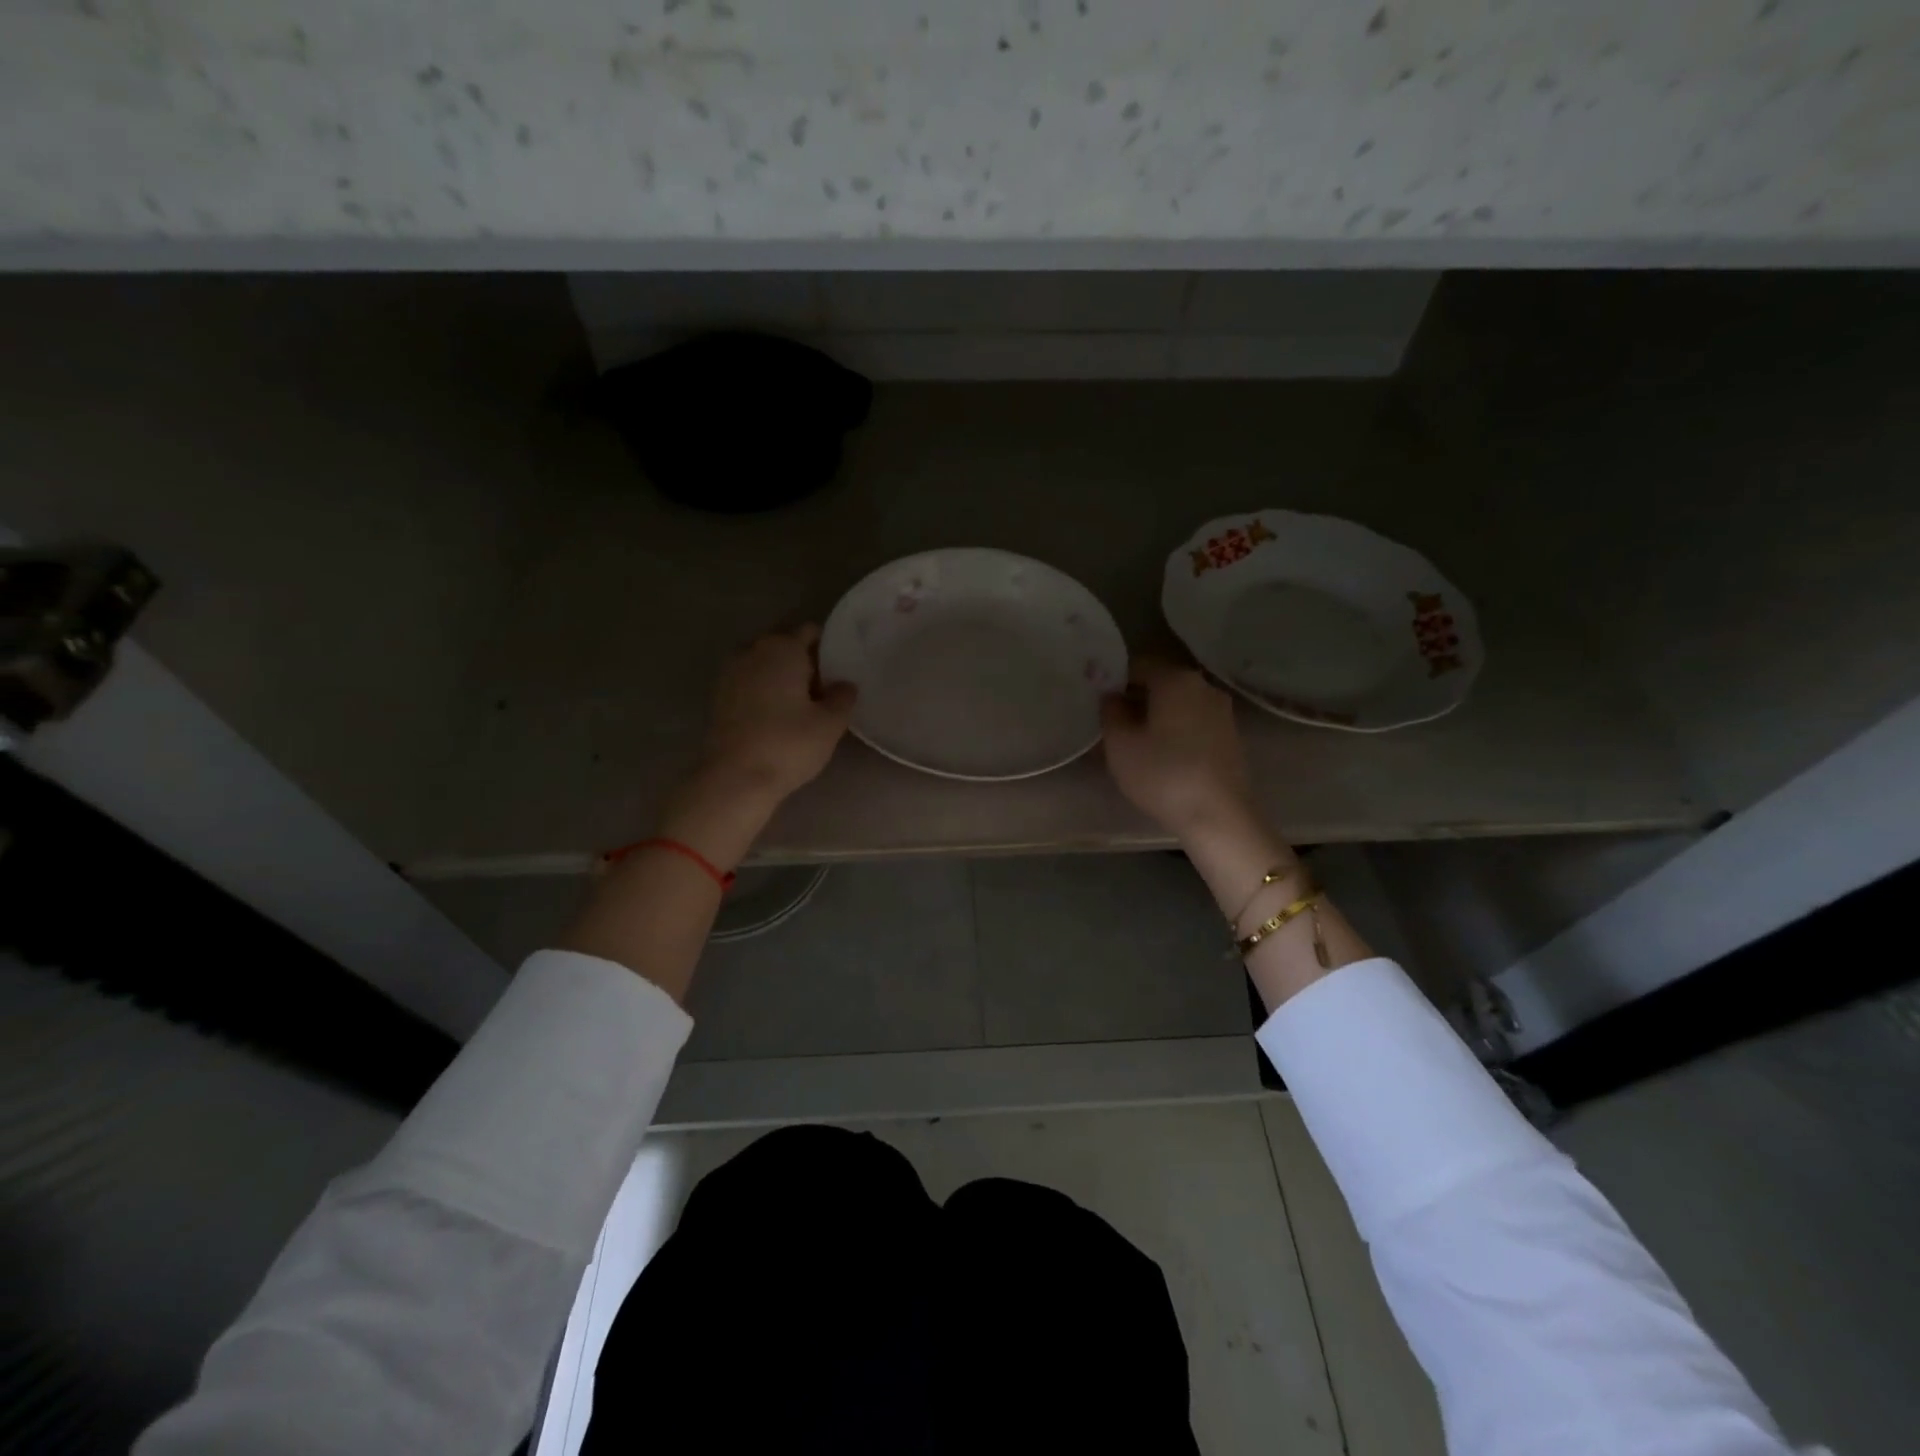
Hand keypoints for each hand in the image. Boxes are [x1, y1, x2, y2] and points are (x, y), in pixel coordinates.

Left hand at [697, 624, 857, 810]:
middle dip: (804, 662)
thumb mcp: (830, 723)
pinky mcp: (718, 698)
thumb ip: (842, 697)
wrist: (735, 779)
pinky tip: (777, 717)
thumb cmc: (788, 744)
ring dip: (781, 678)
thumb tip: (845, 684)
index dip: (827, 647)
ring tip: (802, 706)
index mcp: (782, 648)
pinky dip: (763, 692)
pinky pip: (749, 684)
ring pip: (764, 665)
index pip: (809, 632)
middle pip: (784, 646)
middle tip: (825, 691)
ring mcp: (730, 674)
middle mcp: (752, 651)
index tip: (840, 669)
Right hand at [1100, 657, 1254, 840]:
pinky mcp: (1230, 737)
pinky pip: (1194, 724)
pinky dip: (1176, 732)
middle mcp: (1203, 686)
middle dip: (1135, 700)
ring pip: (1178, 705)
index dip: (1114, 682)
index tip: (1099, 706)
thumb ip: (1110, 712)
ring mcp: (1222, 712)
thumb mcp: (1120, 744)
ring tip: (1135, 745)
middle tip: (1112, 726)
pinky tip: (1163, 757)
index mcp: (1176, 679)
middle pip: (1160, 684)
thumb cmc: (1162, 774)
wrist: (1219, 816)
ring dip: (1156, 718)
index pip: (1137, 666)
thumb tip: (1112, 696)